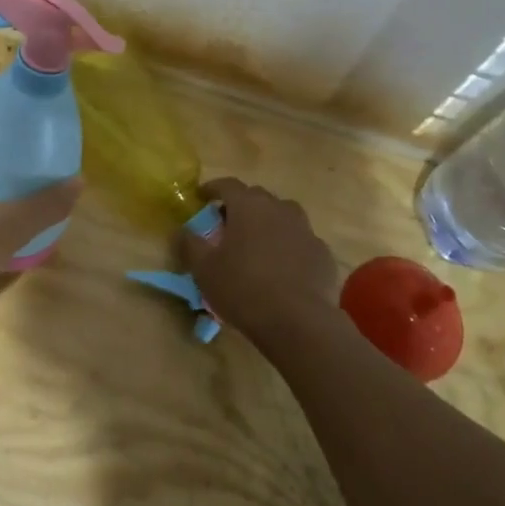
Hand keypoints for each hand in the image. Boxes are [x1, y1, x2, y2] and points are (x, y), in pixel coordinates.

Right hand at [182, 178, 338, 345]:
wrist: (298, 320)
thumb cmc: (243, 289)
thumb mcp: (204, 269)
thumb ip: (190, 244)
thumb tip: (181, 230)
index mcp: (249, 206)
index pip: (228, 185)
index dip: (213, 188)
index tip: (202, 196)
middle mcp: (279, 209)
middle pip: (257, 197)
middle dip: (241, 205)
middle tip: (228, 224)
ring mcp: (305, 229)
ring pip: (284, 215)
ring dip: (268, 222)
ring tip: (257, 243)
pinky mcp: (322, 252)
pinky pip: (300, 240)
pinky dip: (289, 246)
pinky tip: (283, 267)